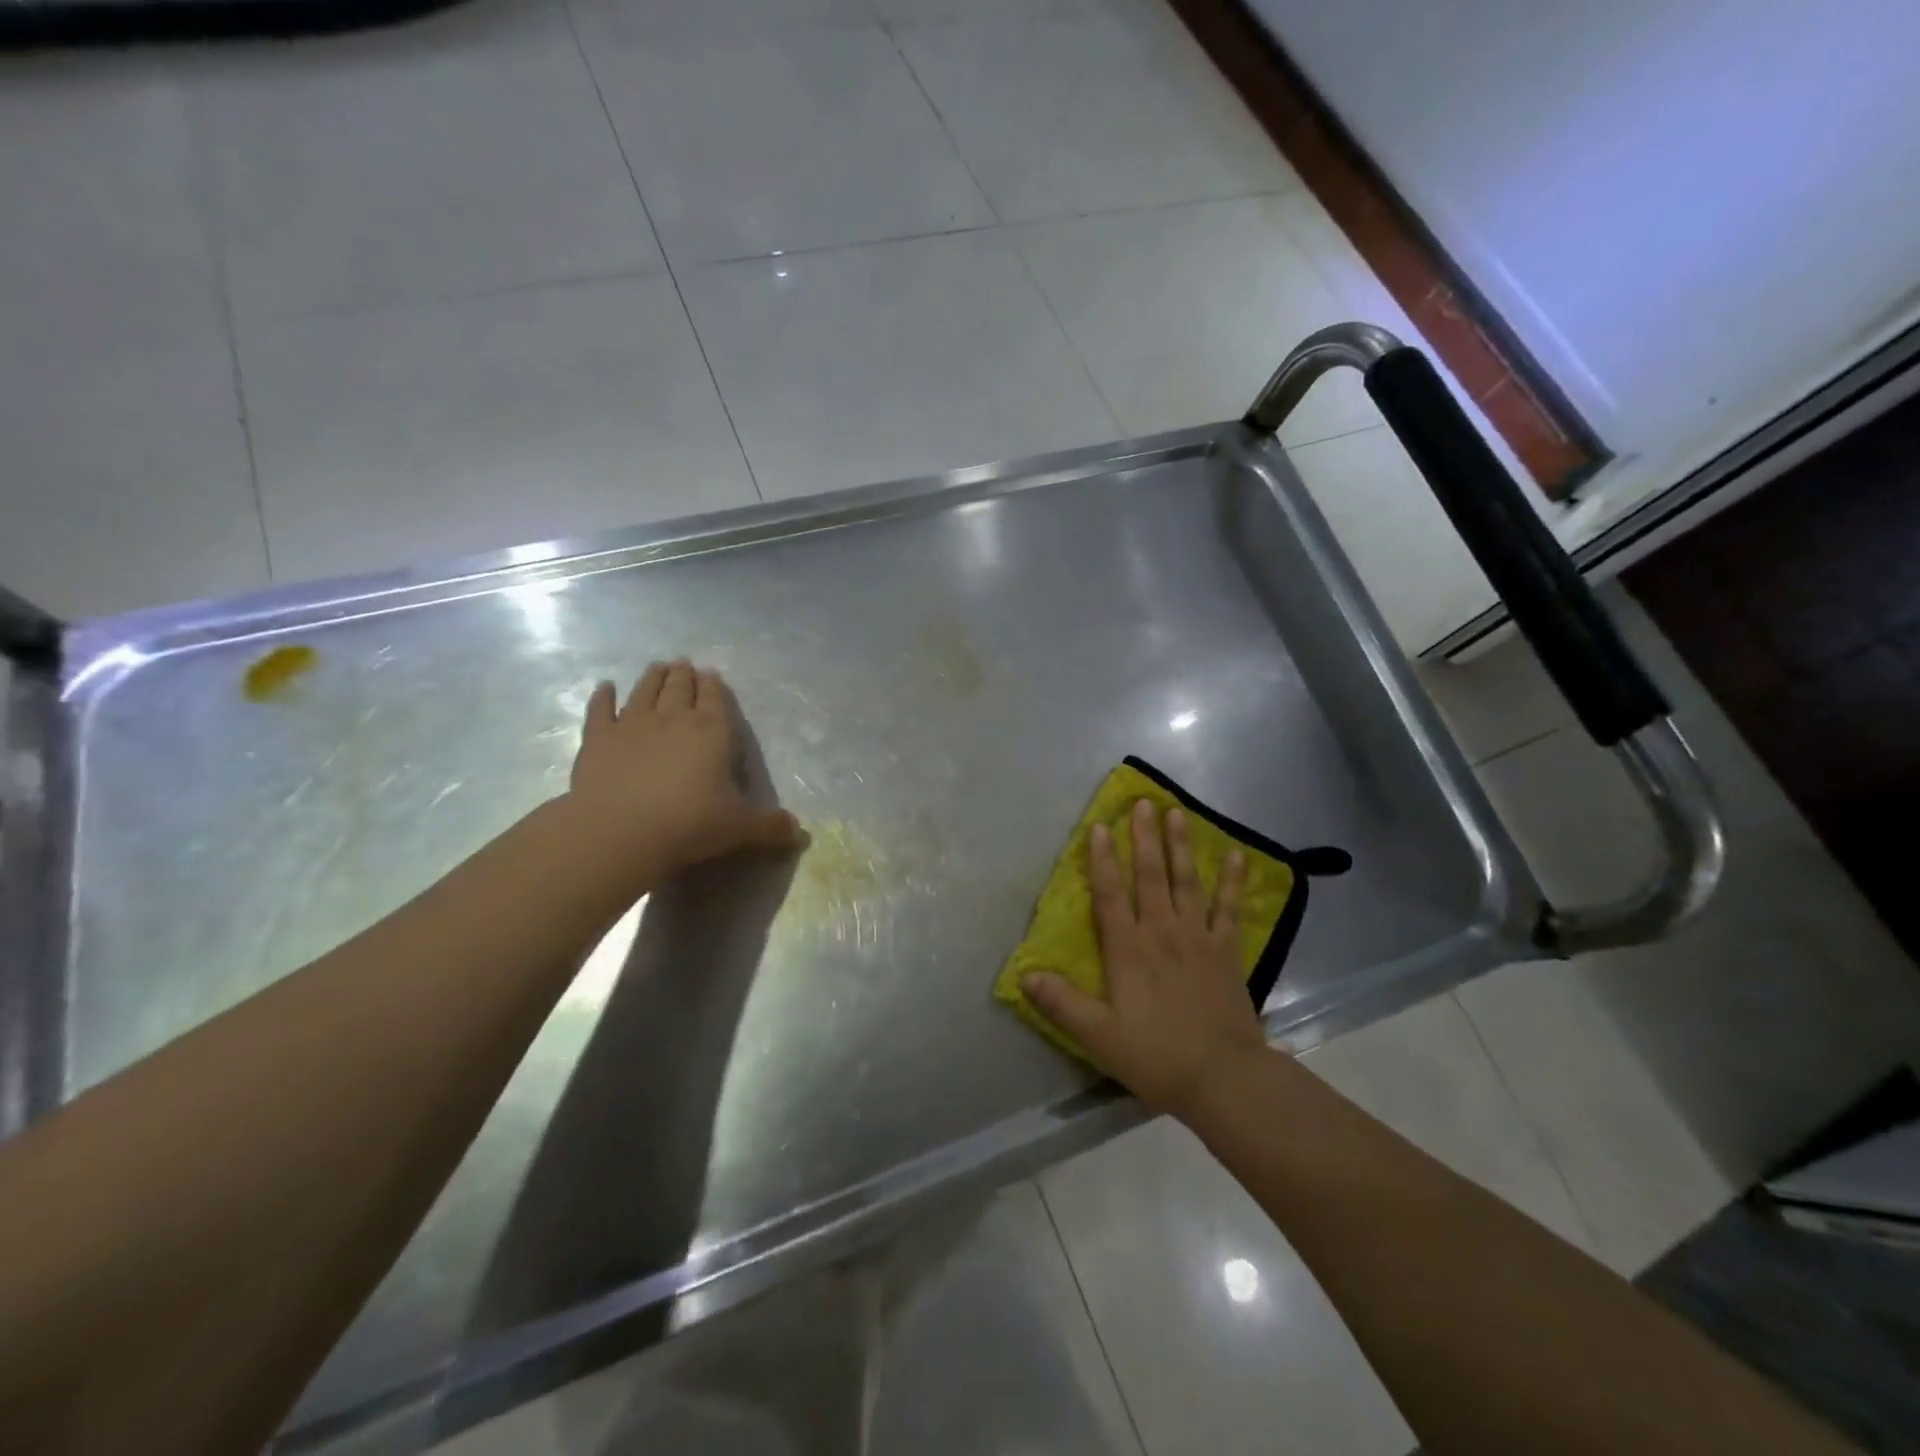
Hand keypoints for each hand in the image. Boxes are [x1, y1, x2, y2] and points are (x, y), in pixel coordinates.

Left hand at [566, 660, 801, 879]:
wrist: (620, 831)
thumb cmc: (690, 824)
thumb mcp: (740, 828)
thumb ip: (770, 826)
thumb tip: (798, 832)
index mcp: (712, 732)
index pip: (715, 699)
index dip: (714, 686)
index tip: (711, 673)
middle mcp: (673, 719)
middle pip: (679, 689)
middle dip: (684, 675)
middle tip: (683, 664)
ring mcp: (632, 725)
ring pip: (644, 691)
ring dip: (652, 678)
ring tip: (658, 666)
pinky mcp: (598, 739)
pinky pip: (601, 710)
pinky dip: (602, 697)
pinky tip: (604, 687)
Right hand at [1023, 800, 1266, 1118]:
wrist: (1224, 1078)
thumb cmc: (1156, 1056)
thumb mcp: (1098, 1036)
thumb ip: (1062, 1003)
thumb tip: (1024, 975)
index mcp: (1129, 950)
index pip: (1110, 895)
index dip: (1101, 860)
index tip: (1099, 827)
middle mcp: (1162, 932)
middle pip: (1151, 876)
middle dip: (1144, 838)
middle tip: (1143, 803)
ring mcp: (1199, 938)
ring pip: (1188, 882)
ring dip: (1181, 846)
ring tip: (1178, 814)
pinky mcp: (1227, 951)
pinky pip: (1230, 908)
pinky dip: (1233, 881)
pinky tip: (1237, 855)